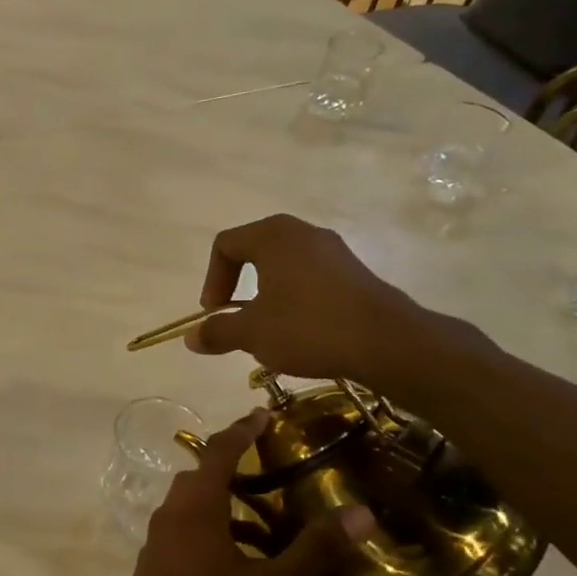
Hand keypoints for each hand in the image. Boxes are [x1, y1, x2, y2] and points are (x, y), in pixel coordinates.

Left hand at [97, 411, 376, 575]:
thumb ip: (313, 549)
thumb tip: (361, 512)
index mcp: (197, 505)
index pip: (219, 450)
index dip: (243, 429)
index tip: (264, 413)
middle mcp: (173, 511)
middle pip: (203, 473)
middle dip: (236, 463)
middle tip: (273, 463)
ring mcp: (160, 536)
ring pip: (196, 503)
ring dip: (228, 501)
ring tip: (270, 516)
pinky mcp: (157, 559)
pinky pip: (190, 526)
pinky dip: (217, 527)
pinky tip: (245, 557)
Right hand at [183, 214, 426, 387]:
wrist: (386, 342)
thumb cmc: (308, 327)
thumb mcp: (253, 333)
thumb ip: (218, 332)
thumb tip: (190, 337)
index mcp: (273, 236)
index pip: (226, 244)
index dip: (212, 279)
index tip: (216, 312)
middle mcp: (303, 233)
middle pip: (254, 250)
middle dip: (238, 284)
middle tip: (235, 316)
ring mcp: (333, 250)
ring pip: (284, 264)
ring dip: (266, 293)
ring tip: (267, 328)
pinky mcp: (353, 272)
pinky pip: (310, 276)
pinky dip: (294, 297)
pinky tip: (300, 330)